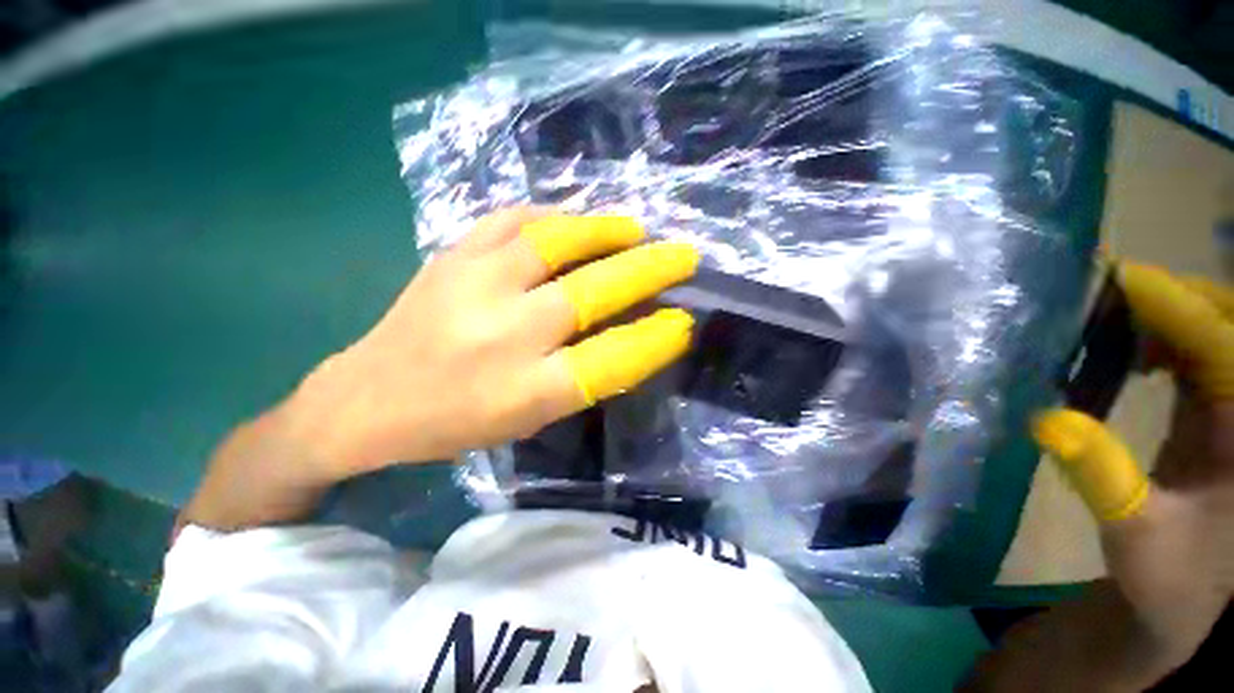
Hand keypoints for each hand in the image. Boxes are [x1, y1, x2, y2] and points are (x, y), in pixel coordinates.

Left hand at [290, 206, 698, 474]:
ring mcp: (472, 285)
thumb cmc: (455, 422)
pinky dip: (553, 216)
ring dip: (604, 231)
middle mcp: (503, 334)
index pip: (610, 359)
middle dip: (648, 270)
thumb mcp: (529, 418)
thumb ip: (583, 377)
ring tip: (636, 229)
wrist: (365, 398)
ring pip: (554, 242)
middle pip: (591, 293)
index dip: (655, 339)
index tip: (684, 322)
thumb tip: (633, 336)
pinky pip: (512, 221)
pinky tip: (574, 219)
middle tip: (683, 256)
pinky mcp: (450, 256)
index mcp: (524, 389)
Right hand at [1032, 263, 1233, 673]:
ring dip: (1169, 315)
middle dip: (1176, 298)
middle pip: (1229, 324)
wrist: (1187, 598)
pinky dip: (1168, 339)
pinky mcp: (1221, 414)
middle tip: (1107, 295)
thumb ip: (1101, 476)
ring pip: (1216, 333)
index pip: (1221, 347)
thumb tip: (1046, 419)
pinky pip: (1202, 354)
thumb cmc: (1167, 577)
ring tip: (1112, 321)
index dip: (1175, 307)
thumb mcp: (1134, 536)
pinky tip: (1134, 354)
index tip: (1118, 276)